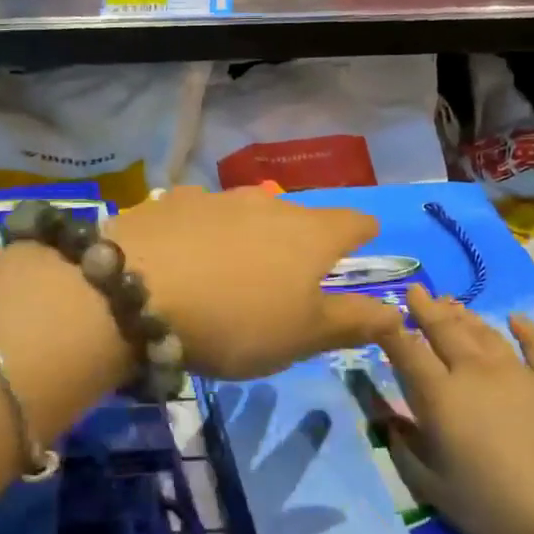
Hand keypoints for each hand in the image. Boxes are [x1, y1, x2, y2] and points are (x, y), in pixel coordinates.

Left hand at [105, 186, 400, 378]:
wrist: (134, 293)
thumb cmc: (235, 321)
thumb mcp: (301, 336)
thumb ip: (352, 322)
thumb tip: (399, 312)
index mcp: (310, 234)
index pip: (353, 221)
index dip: (363, 231)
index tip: (364, 239)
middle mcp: (266, 203)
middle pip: (298, 213)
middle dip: (302, 235)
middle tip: (293, 266)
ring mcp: (215, 197)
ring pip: (247, 209)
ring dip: (251, 230)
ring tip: (238, 259)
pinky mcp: (169, 202)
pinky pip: (200, 213)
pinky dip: (204, 230)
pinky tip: (187, 251)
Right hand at [379, 286, 533, 533]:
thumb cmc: (498, 513)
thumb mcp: (434, 489)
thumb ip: (406, 449)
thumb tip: (389, 422)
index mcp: (441, 397)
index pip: (406, 351)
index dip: (390, 328)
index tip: (380, 312)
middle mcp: (476, 373)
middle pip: (444, 330)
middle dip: (425, 308)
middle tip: (415, 290)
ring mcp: (521, 374)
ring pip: (485, 333)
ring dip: (464, 315)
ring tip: (451, 302)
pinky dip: (525, 330)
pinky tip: (516, 319)